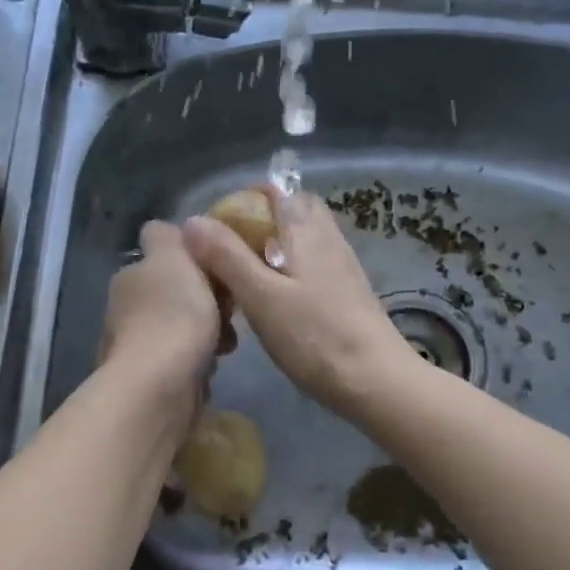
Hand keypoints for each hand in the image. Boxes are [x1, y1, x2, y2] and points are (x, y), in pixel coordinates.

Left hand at [100, 220, 221, 401]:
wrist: (159, 387)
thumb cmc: (173, 316)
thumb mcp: (173, 259)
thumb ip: (167, 238)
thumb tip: (163, 230)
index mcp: (131, 276)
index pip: (164, 257)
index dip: (195, 260)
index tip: (220, 271)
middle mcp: (126, 309)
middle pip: (177, 294)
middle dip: (207, 301)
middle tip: (232, 311)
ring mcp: (136, 346)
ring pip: (183, 329)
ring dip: (208, 334)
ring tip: (226, 345)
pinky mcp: (150, 380)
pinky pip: (184, 361)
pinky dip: (200, 363)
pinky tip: (211, 369)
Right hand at [182, 185, 414, 414]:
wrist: (377, 380)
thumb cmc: (315, 336)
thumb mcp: (261, 296)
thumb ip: (227, 256)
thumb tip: (192, 221)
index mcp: (306, 228)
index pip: (276, 189)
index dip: (242, 199)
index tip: (214, 228)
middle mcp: (327, 236)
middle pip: (290, 211)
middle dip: (255, 223)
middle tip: (224, 253)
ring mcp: (340, 263)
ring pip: (300, 239)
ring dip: (269, 248)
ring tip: (240, 279)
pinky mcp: (346, 290)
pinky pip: (309, 263)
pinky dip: (286, 270)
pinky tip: (270, 302)